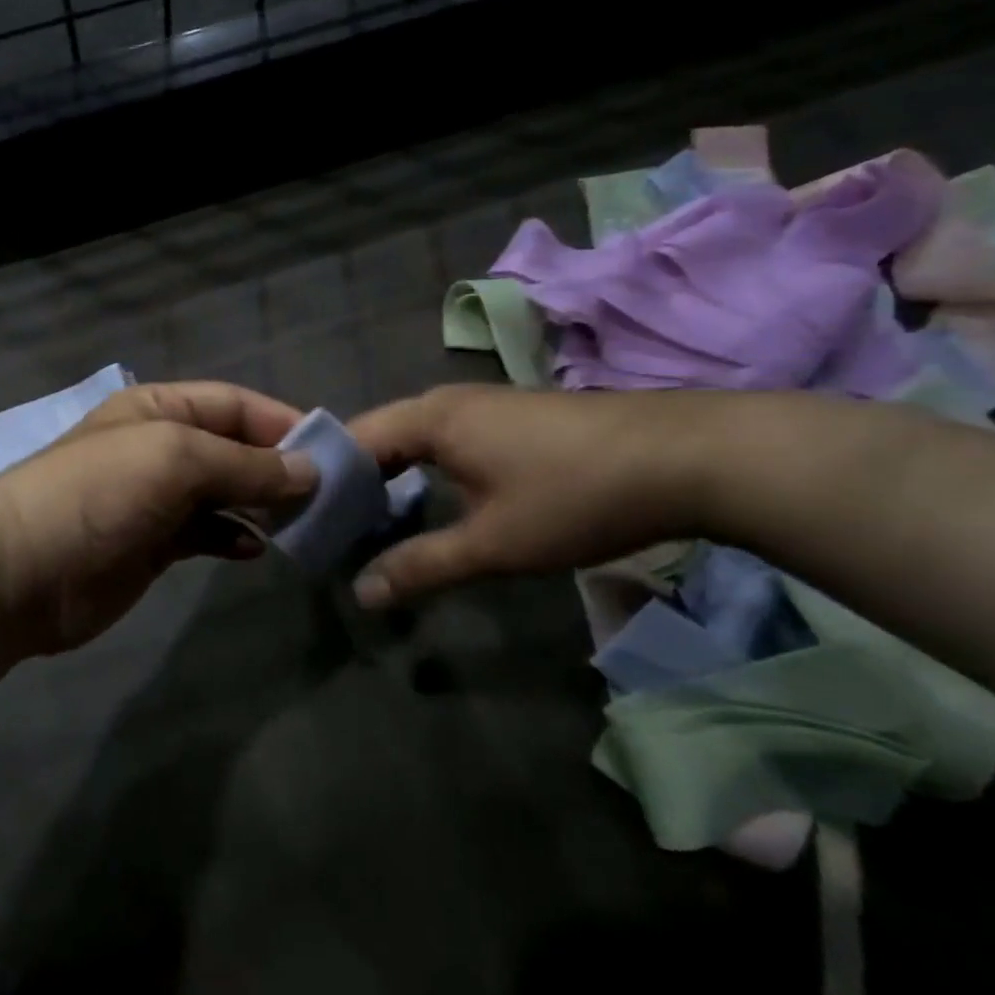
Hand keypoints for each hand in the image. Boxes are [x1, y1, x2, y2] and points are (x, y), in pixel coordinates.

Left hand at [0, 382, 317, 653]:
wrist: (21, 572)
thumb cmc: (100, 493)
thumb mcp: (176, 459)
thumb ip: (246, 464)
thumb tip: (310, 471)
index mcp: (159, 410)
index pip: (233, 404)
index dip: (281, 422)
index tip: (331, 450)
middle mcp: (160, 448)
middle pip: (232, 449)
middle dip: (276, 467)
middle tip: (328, 494)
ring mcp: (155, 499)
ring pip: (222, 494)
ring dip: (260, 505)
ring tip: (302, 522)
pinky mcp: (152, 545)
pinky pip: (205, 534)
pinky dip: (232, 537)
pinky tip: (254, 549)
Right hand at [346, 384, 714, 607]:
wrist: (688, 457)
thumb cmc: (574, 495)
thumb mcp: (493, 543)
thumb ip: (421, 566)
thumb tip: (360, 593)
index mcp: (429, 419)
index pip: (351, 441)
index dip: (324, 482)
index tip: (306, 524)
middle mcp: (447, 402)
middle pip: (379, 437)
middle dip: (354, 484)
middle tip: (335, 533)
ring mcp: (483, 407)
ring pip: (414, 440)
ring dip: (391, 479)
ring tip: (373, 526)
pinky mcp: (512, 420)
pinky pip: (446, 442)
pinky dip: (425, 473)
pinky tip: (433, 506)